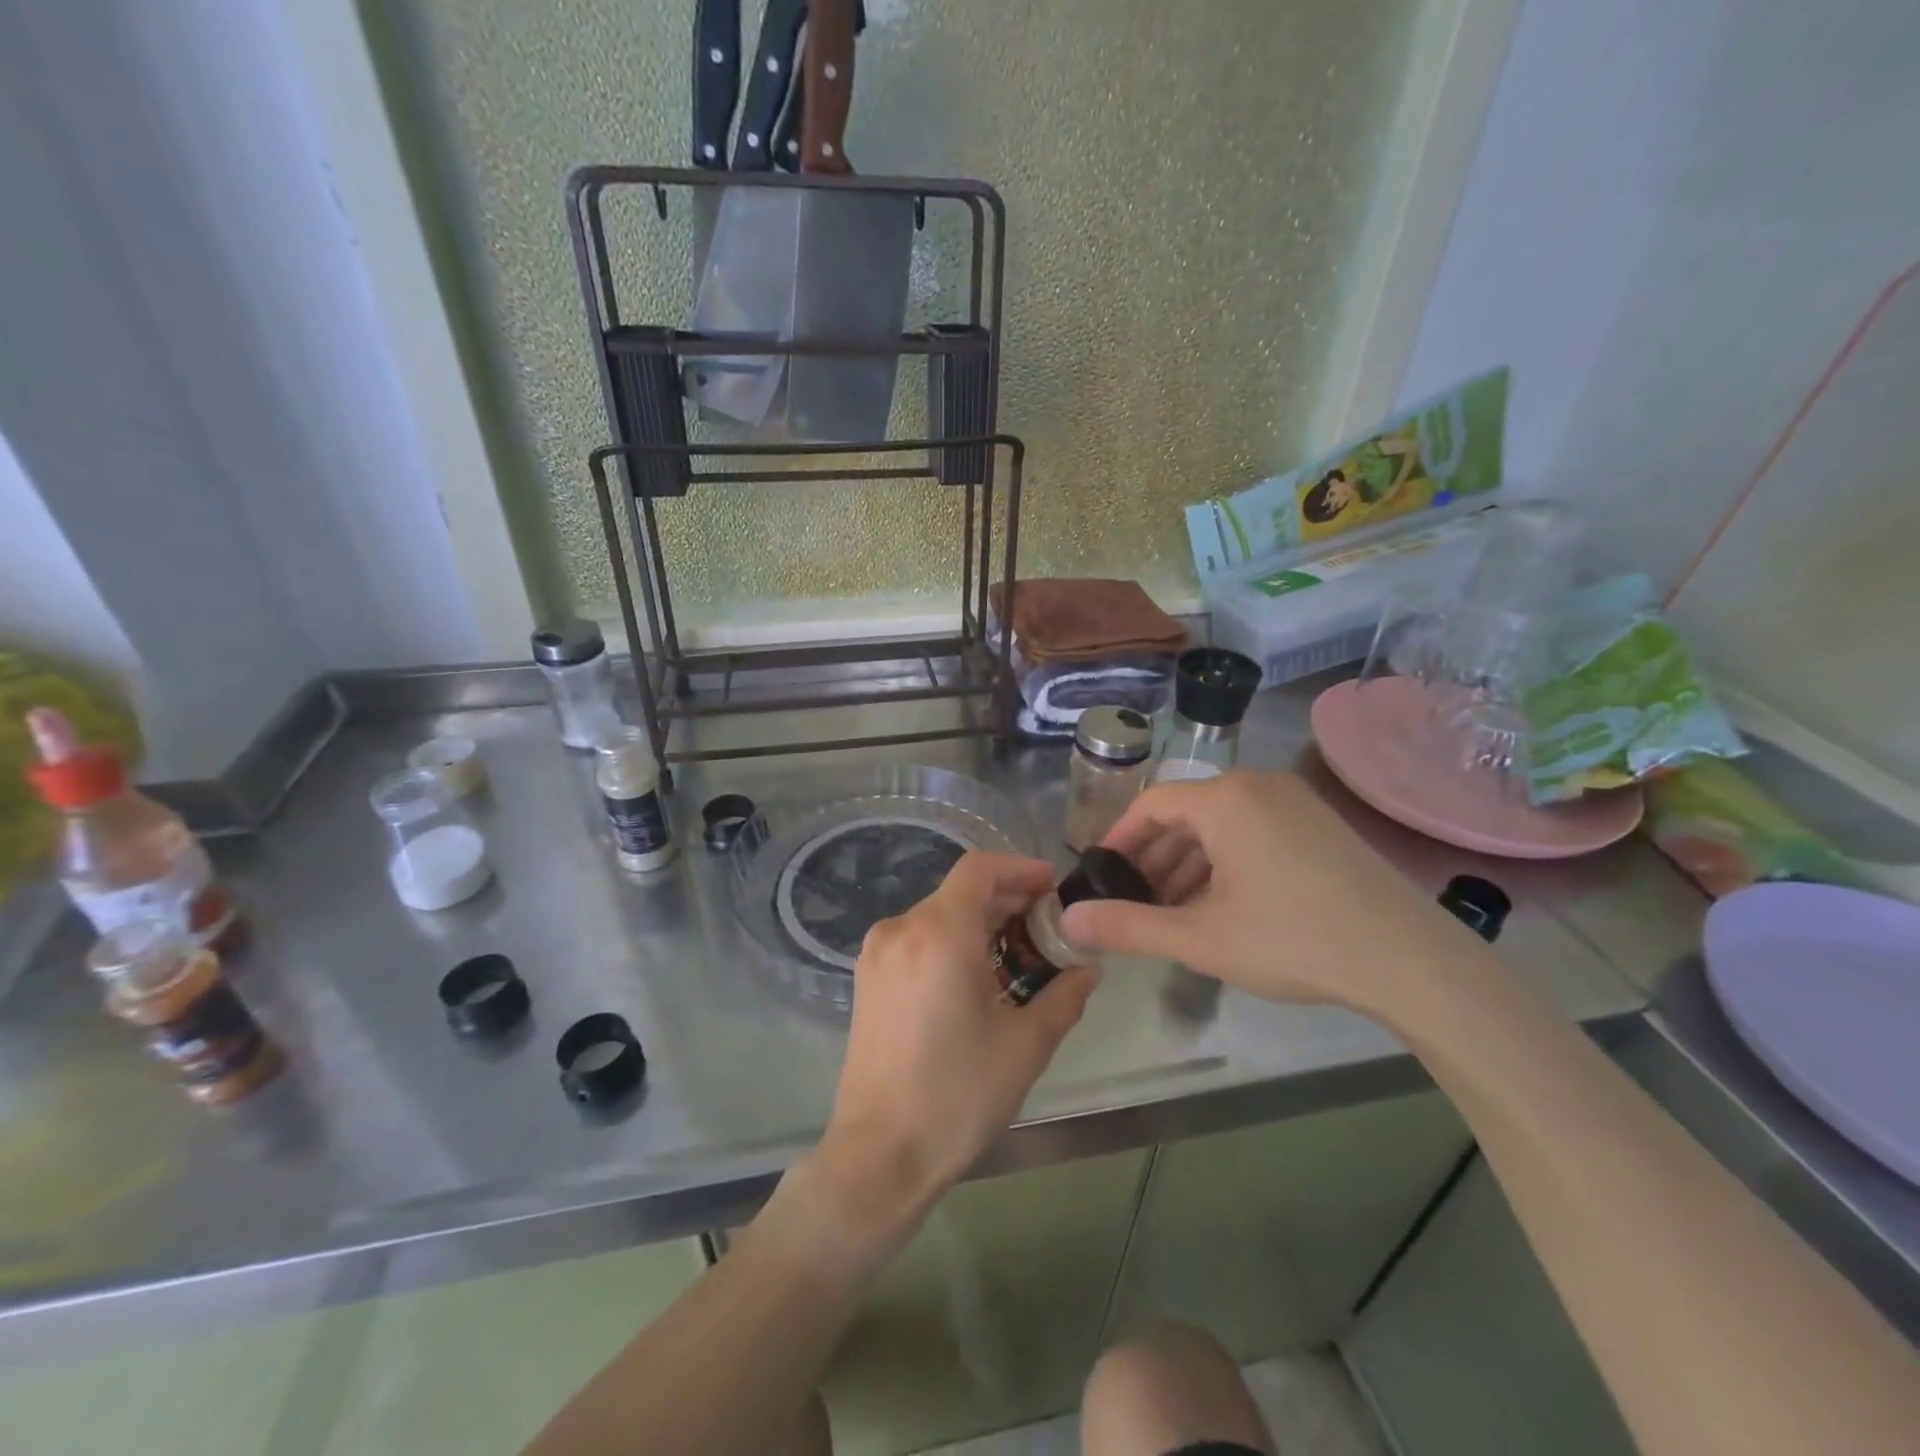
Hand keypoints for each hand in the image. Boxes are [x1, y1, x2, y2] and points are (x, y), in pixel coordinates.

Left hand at [813, 852, 1099, 1239]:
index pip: (979, 869)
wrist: (880, 1155)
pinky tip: (975, 976)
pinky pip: (916, 939)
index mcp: (939, 933)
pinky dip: (950, 941)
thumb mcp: (1025, 1046)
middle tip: (1046, 926)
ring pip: (937, 914)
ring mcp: (877, 953)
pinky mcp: (866, 978)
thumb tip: (1087, 969)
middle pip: (959, 891)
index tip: (1051, 887)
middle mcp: (901, 929)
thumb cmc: (957, 1095)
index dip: (1019, 868)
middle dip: (1005, 899)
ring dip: (978, 922)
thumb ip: (1063, 996)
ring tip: (1016, 954)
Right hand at [1060, 770, 1487, 1017]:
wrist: (1410, 962)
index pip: (1152, 805)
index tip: (1104, 876)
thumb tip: (1068, 922)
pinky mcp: (1322, 826)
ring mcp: (1297, 803)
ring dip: (1190, 864)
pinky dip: (1227, 863)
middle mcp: (1259, 786)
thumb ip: (1128, 927)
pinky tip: (1224, 907)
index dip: (1120, 839)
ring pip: (1222, 826)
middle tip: (1137, 902)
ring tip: (1175, 911)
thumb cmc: (1293, 940)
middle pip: (1187, 814)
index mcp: (1225, 800)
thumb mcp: (1200, 938)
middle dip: (1155, 858)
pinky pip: (1255, 832)